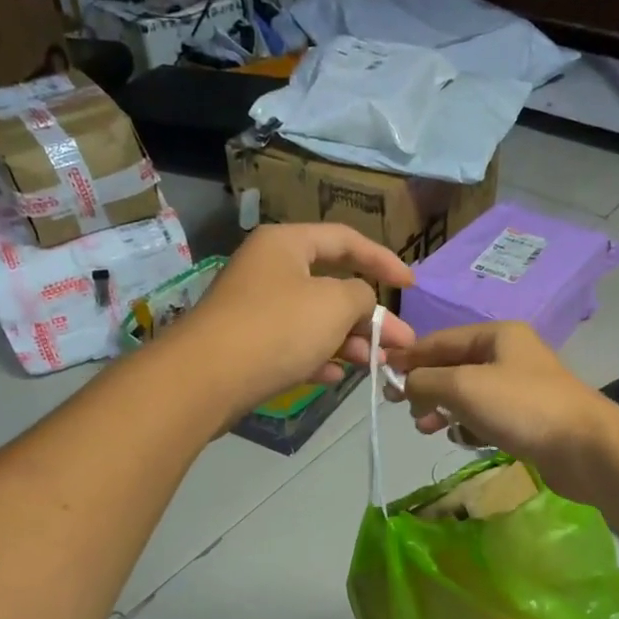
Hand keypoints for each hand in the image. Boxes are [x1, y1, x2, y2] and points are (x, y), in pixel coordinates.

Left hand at [171, 223, 416, 419]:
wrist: (207, 378)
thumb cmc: (278, 327)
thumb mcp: (334, 304)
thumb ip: (360, 296)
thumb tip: (359, 302)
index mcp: (286, 244)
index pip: (345, 240)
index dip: (383, 260)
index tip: (410, 285)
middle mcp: (269, 270)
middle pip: (332, 287)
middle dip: (369, 317)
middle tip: (401, 343)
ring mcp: (256, 309)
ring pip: (314, 321)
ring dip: (349, 342)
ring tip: (377, 365)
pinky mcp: (248, 346)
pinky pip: (293, 346)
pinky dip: (318, 358)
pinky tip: (336, 377)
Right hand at [388, 322, 618, 501]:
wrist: (585, 448)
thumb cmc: (522, 407)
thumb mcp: (463, 386)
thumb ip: (425, 380)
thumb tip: (405, 383)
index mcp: (496, 335)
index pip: (440, 340)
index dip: (409, 356)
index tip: (381, 376)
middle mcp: (509, 355)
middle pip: (453, 366)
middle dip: (425, 386)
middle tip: (403, 409)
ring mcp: (519, 388)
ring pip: (467, 394)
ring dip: (443, 409)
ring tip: (426, 429)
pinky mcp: (527, 419)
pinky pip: (485, 417)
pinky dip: (469, 426)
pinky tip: (462, 440)